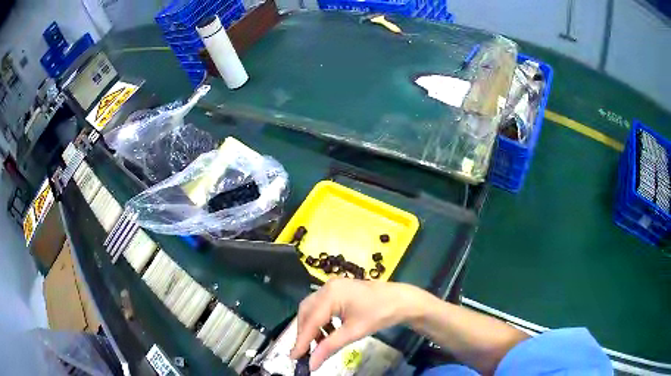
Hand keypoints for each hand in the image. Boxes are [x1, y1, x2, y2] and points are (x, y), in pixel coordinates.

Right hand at [289, 278, 421, 370]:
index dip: (301, 341)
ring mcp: (332, 287)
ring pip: (312, 310)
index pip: (310, 321)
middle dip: (304, 333)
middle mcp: (327, 287)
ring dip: (312, 328)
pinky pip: (322, 307)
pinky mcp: (338, 291)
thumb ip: (329, 347)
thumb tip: (311, 364)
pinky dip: (321, 322)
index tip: (294, 357)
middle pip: (307, 313)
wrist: (402, 300)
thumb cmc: (380, 314)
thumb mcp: (354, 332)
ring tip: (317, 345)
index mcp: (330, 294)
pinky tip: (327, 334)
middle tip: (304, 352)